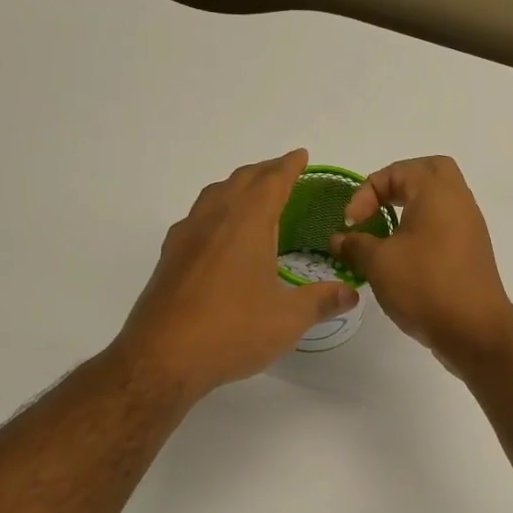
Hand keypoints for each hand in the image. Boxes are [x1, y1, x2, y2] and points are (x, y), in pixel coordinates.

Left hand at [115, 150, 358, 399]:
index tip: (301, 155)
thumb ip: (321, 302)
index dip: (288, 166)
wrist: (162, 357)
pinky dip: (215, 210)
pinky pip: (197, 218)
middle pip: (240, 181)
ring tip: (252, 194)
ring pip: (213, 195)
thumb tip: (350, 293)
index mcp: (246, 223)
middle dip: (264, 172)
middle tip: (282, 171)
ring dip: (236, 187)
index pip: (272, 181)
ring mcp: (186, 237)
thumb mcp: (287, 319)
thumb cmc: (232, 331)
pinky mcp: (170, 258)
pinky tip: (218, 234)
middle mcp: (214, 219)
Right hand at [330, 156, 512, 370]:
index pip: (397, 171)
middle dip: (397, 185)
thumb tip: (338, 239)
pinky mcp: (471, 253)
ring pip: (439, 201)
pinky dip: (422, 231)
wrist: (474, 330)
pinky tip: (402, 259)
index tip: (351, 224)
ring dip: (410, 210)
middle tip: (376, 208)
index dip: (366, 193)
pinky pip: (445, 226)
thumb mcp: (378, 263)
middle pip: (429, 172)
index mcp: (437, 192)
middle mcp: (459, 201)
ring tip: (384, 236)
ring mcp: (470, 228)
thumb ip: (354, 245)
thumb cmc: (425, 285)